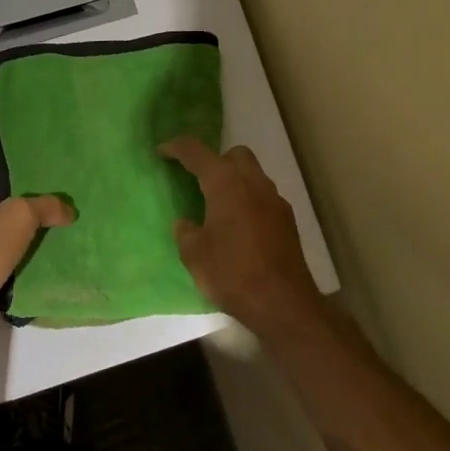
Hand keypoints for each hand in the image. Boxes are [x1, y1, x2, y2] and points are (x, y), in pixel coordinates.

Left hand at [0, 188, 74, 353]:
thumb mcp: (18, 215)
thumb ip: (45, 206)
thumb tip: (68, 209)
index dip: (24, 194)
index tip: (51, 202)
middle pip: (2, 225)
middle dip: (29, 227)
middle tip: (60, 229)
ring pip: (4, 254)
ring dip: (26, 256)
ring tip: (57, 255)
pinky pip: (3, 280)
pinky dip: (20, 280)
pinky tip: (42, 280)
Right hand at [159, 137, 324, 337]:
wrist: (282, 302)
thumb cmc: (231, 273)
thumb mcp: (194, 254)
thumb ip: (186, 232)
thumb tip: (187, 223)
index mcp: (225, 184)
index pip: (197, 152)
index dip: (176, 148)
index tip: (162, 152)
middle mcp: (253, 183)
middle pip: (234, 155)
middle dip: (214, 161)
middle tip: (197, 182)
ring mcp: (275, 200)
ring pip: (252, 175)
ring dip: (234, 182)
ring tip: (216, 207)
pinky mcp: (287, 220)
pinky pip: (263, 198)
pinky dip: (248, 201)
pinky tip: (238, 228)